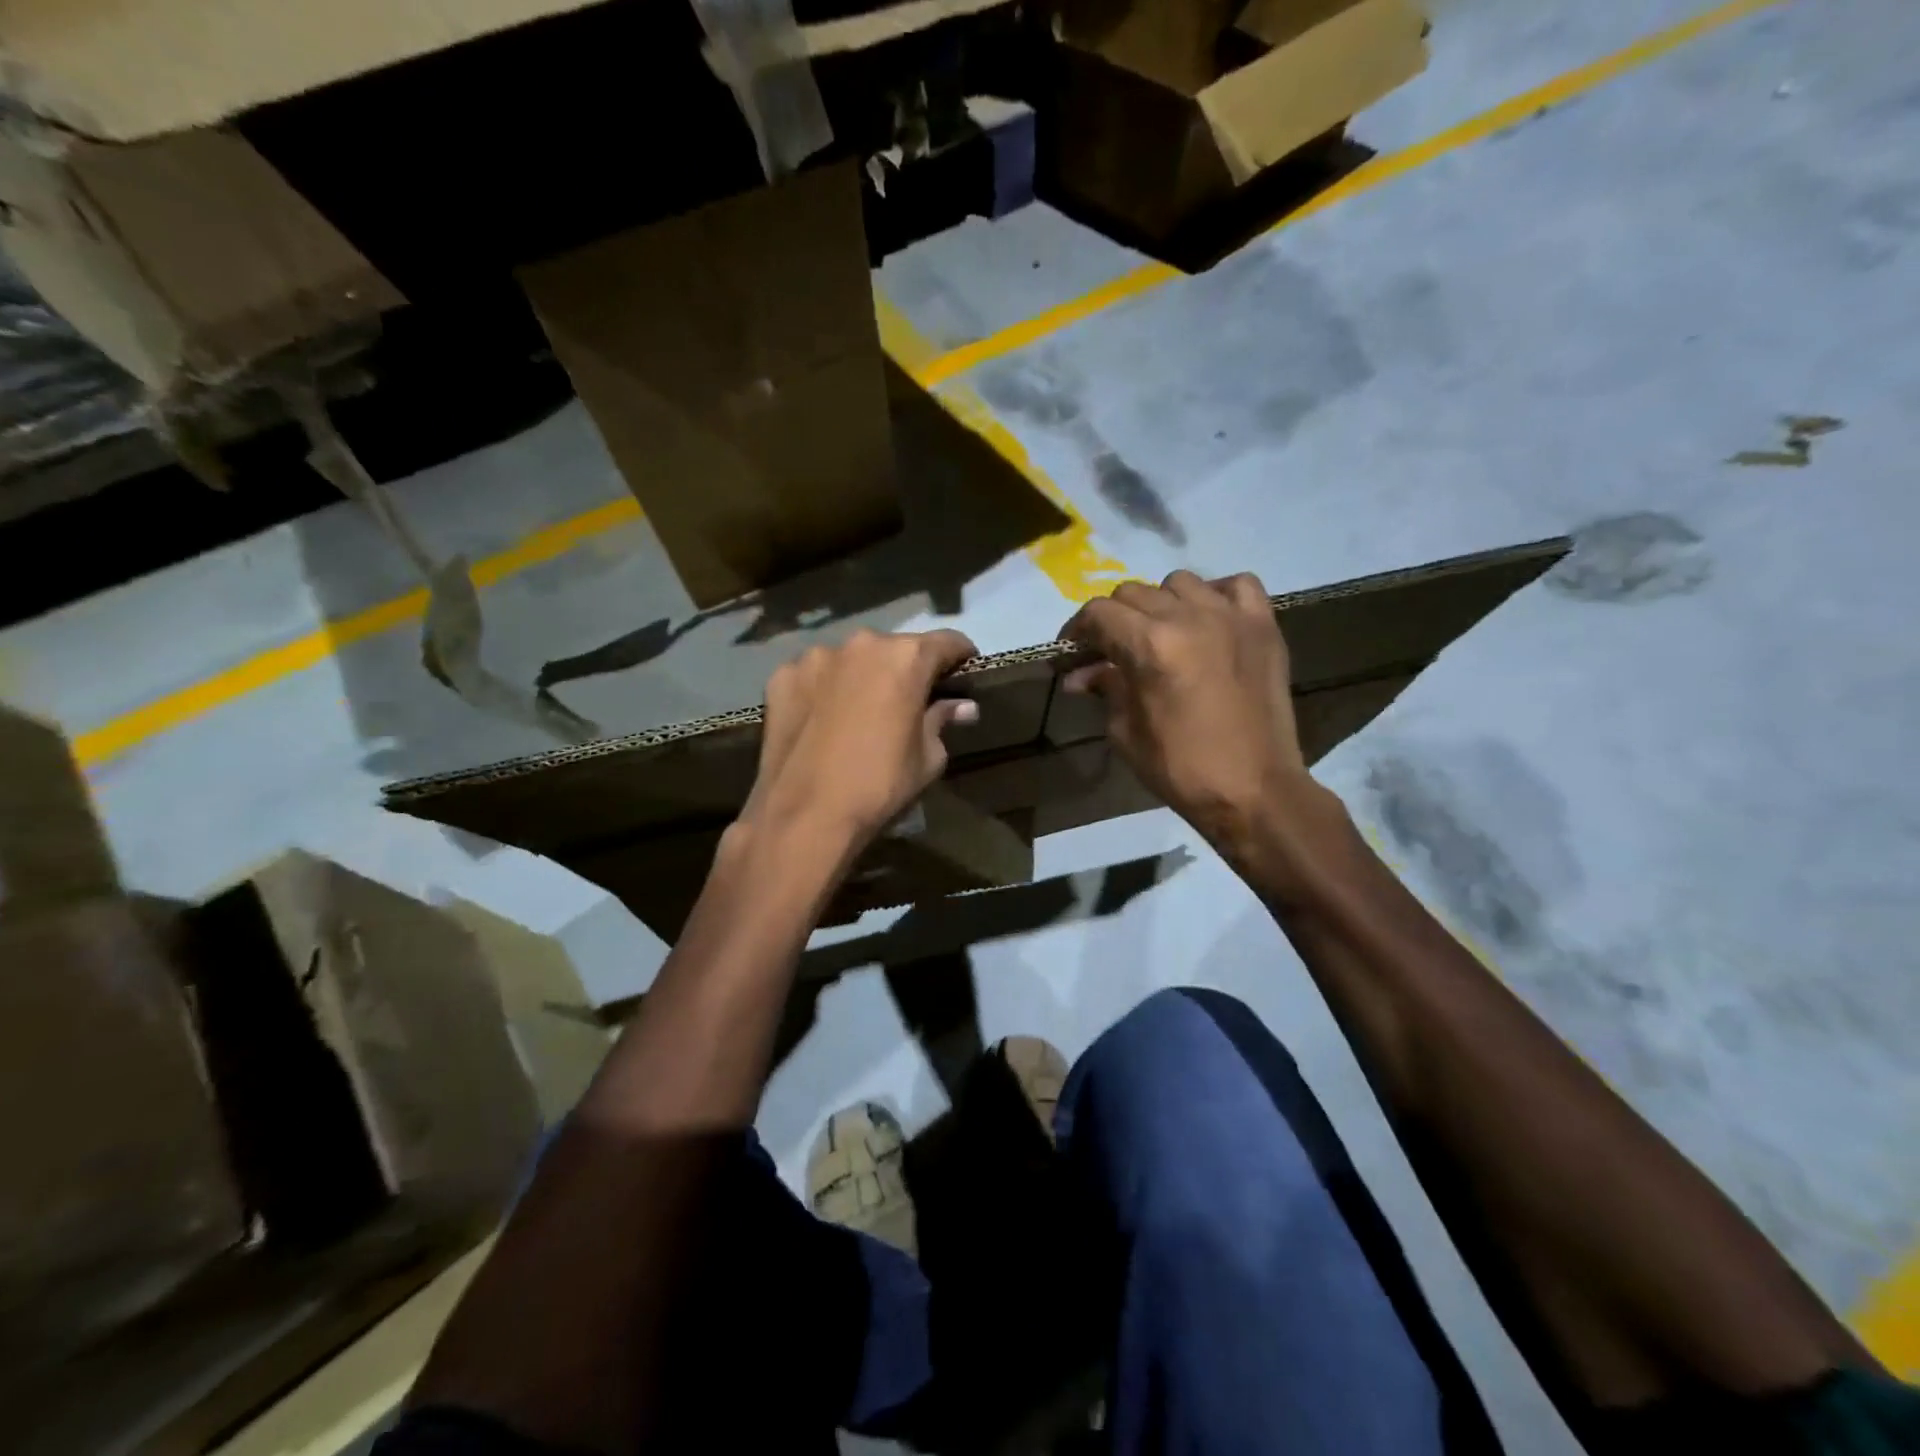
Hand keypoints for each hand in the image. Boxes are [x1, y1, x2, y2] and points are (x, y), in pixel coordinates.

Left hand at [739, 628, 980, 857]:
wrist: (804, 815)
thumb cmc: (879, 785)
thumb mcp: (928, 758)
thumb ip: (942, 720)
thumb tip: (961, 706)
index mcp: (906, 658)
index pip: (947, 642)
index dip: (960, 657)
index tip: (963, 674)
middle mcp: (861, 644)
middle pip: (895, 649)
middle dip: (906, 669)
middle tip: (908, 701)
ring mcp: (815, 657)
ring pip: (851, 660)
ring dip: (861, 676)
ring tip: (859, 711)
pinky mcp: (782, 677)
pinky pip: (814, 676)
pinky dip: (824, 690)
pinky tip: (822, 720)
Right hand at [1061, 571, 1312, 848]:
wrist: (1254, 790)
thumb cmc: (1181, 769)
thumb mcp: (1126, 732)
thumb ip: (1106, 689)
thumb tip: (1082, 675)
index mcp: (1150, 645)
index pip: (1099, 613)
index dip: (1077, 629)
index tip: (1072, 652)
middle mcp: (1189, 617)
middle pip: (1133, 593)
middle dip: (1113, 620)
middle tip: (1110, 651)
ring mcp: (1231, 617)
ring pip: (1180, 583)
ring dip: (1161, 604)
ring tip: (1161, 634)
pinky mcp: (1264, 626)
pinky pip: (1237, 585)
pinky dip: (1216, 595)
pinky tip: (1209, 620)